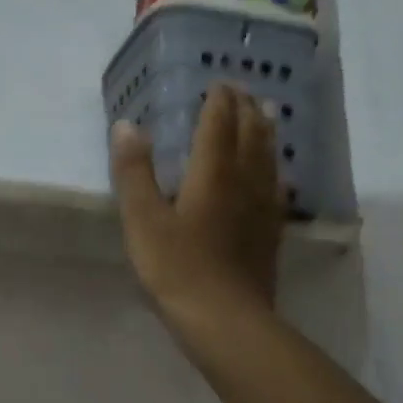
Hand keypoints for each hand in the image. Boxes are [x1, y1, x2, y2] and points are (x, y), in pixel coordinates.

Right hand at [110, 84, 281, 326]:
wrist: (225, 319)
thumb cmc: (177, 267)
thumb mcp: (143, 219)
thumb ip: (134, 171)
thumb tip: (125, 125)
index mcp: (212, 173)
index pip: (219, 124)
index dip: (219, 101)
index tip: (218, 82)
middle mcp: (244, 182)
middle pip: (250, 135)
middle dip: (246, 109)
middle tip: (243, 90)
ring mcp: (262, 208)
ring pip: (268, 159)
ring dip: (266, 132)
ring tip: (267, 115)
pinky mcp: (269, 233)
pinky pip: (277, 189)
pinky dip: (274, 170)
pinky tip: (276, 176)